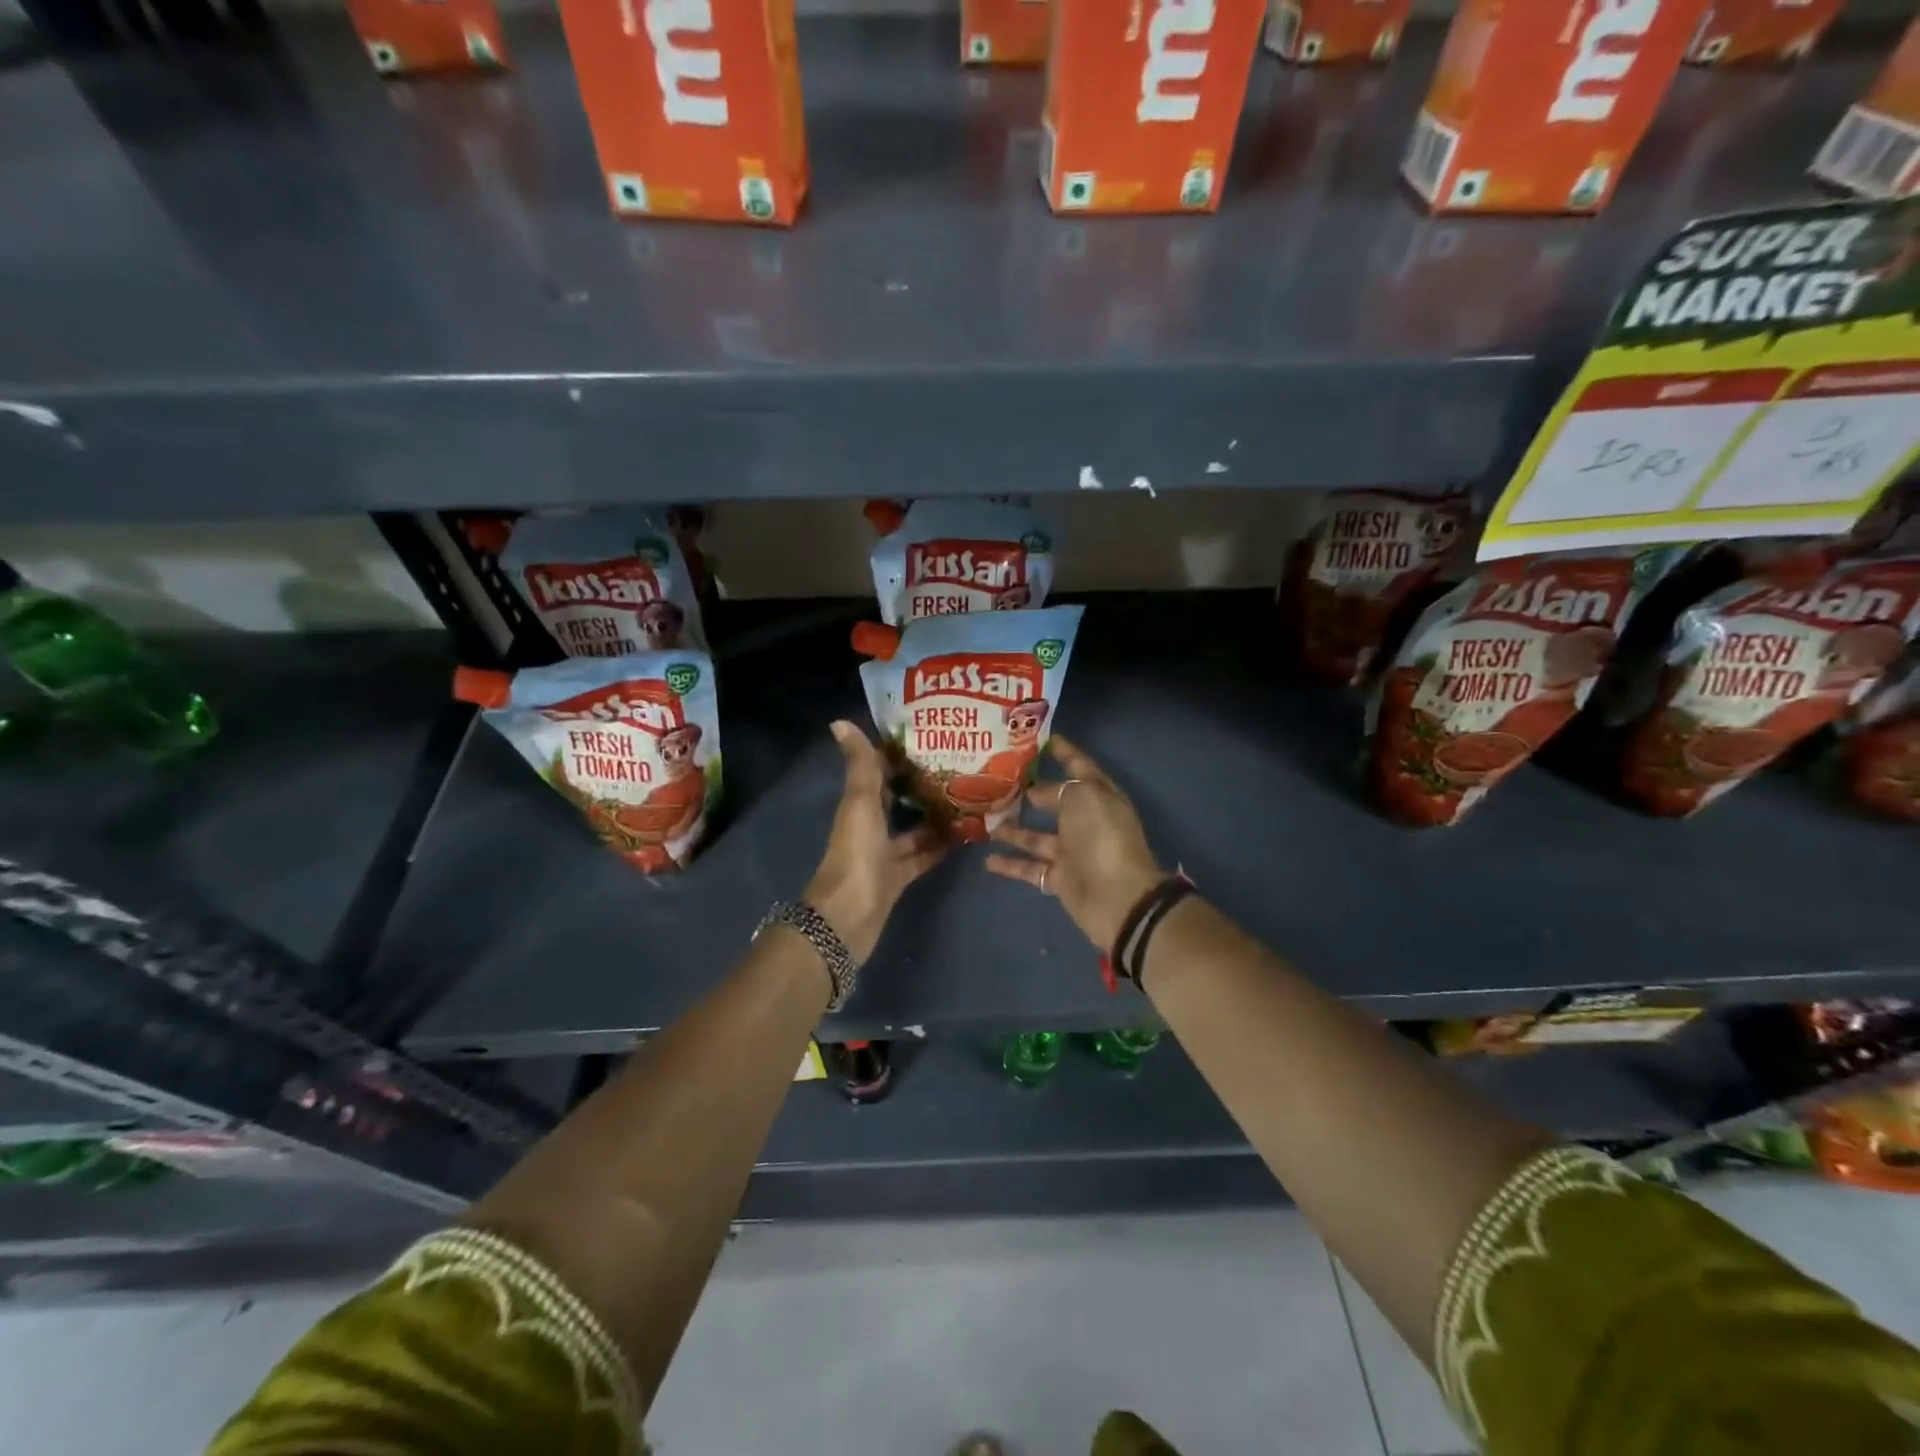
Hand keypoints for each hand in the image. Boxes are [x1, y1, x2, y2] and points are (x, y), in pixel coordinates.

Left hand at [804, 721, 946, 964]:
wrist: (848, 917)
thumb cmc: (856, 854)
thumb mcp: (860, 804)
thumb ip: (860, 766)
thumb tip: (839, 722)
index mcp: (860, 804)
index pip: (880, 771)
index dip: (900, 753)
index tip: (932, 734)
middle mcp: (871, 825)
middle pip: (899, 799)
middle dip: (924, 783)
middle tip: (963, 764)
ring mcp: (885, 853)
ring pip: (914, 828)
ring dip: (937, 815)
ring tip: (972, 796)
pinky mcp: (899, 877)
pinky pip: (923, 856)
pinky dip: (940, 846)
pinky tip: (966, 835)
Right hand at [985, 735, 1164, 951]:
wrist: (1118, 898)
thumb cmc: (1103, 838)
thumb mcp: (1083, 798)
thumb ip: (1058, 789)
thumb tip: (1036, 792)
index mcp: (1099, 796)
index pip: (1080, 767)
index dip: (1063, 752)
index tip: (1041, 739)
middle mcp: (1085, 821)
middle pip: (1055, 801)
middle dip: (1031, 790)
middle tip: (997, 779)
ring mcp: (1072, 852)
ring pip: (1037, 836)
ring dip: (1012, 828)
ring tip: (984, 818)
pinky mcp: (1060, 878)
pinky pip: (1030, 868)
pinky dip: (1010, 864)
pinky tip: (987, 859)